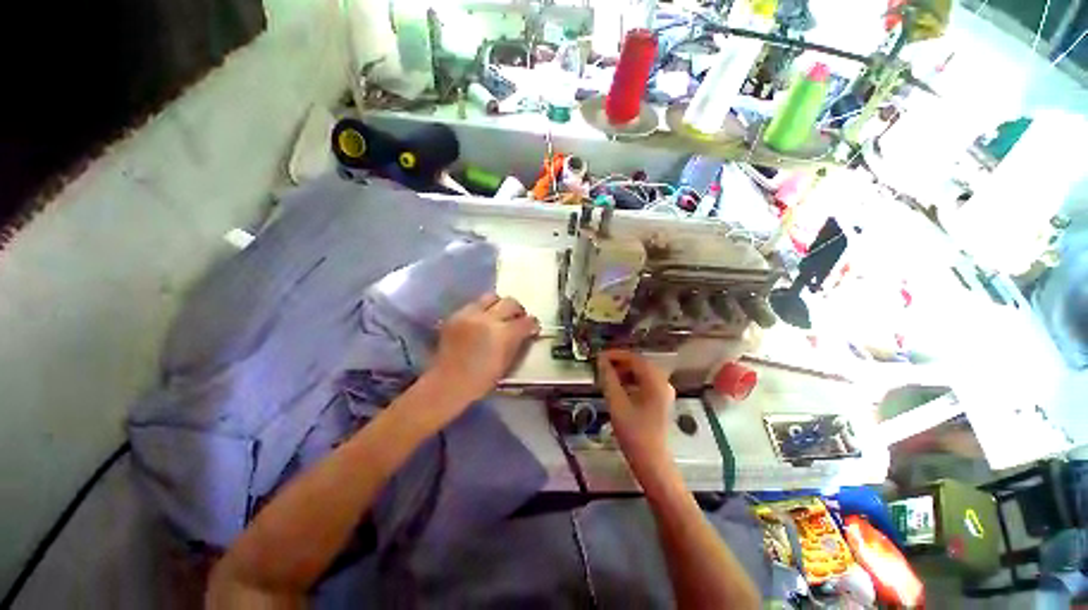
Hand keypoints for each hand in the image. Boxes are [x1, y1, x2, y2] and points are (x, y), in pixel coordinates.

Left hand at [430, 293, 539, 405]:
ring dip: (499, 305)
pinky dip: (482, 310)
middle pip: (510, 302)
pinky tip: (480, 323)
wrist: (446, 383)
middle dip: (518, 310)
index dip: (532, 324)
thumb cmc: (480, 380)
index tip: (533, 327)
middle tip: (518, 319)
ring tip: (498, 316)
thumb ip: (517, 343)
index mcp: (503, 334)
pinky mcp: (456, 315)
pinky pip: (474, 305)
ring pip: (491, 297)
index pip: (526, 321)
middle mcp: (487, 318)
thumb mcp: (506, 363)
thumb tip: (525, 332)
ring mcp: (469, 314)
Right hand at [597, 350, 675, 476]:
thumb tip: (601, 361)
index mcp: (655, 381)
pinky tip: (619, 387)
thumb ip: (608, 379)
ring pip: (642, 373)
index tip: (599, 356)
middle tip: (601, 366)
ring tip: (607, 376)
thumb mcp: (617, 403)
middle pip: (640, 364)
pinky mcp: (661, 401)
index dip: (616, 355)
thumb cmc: (634, 432)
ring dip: (625, 371)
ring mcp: (664, 392)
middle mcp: (663, 383)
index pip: (634, 358)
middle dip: (620, 362)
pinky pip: (645, 383)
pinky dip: (631, 381)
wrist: (652, 462)